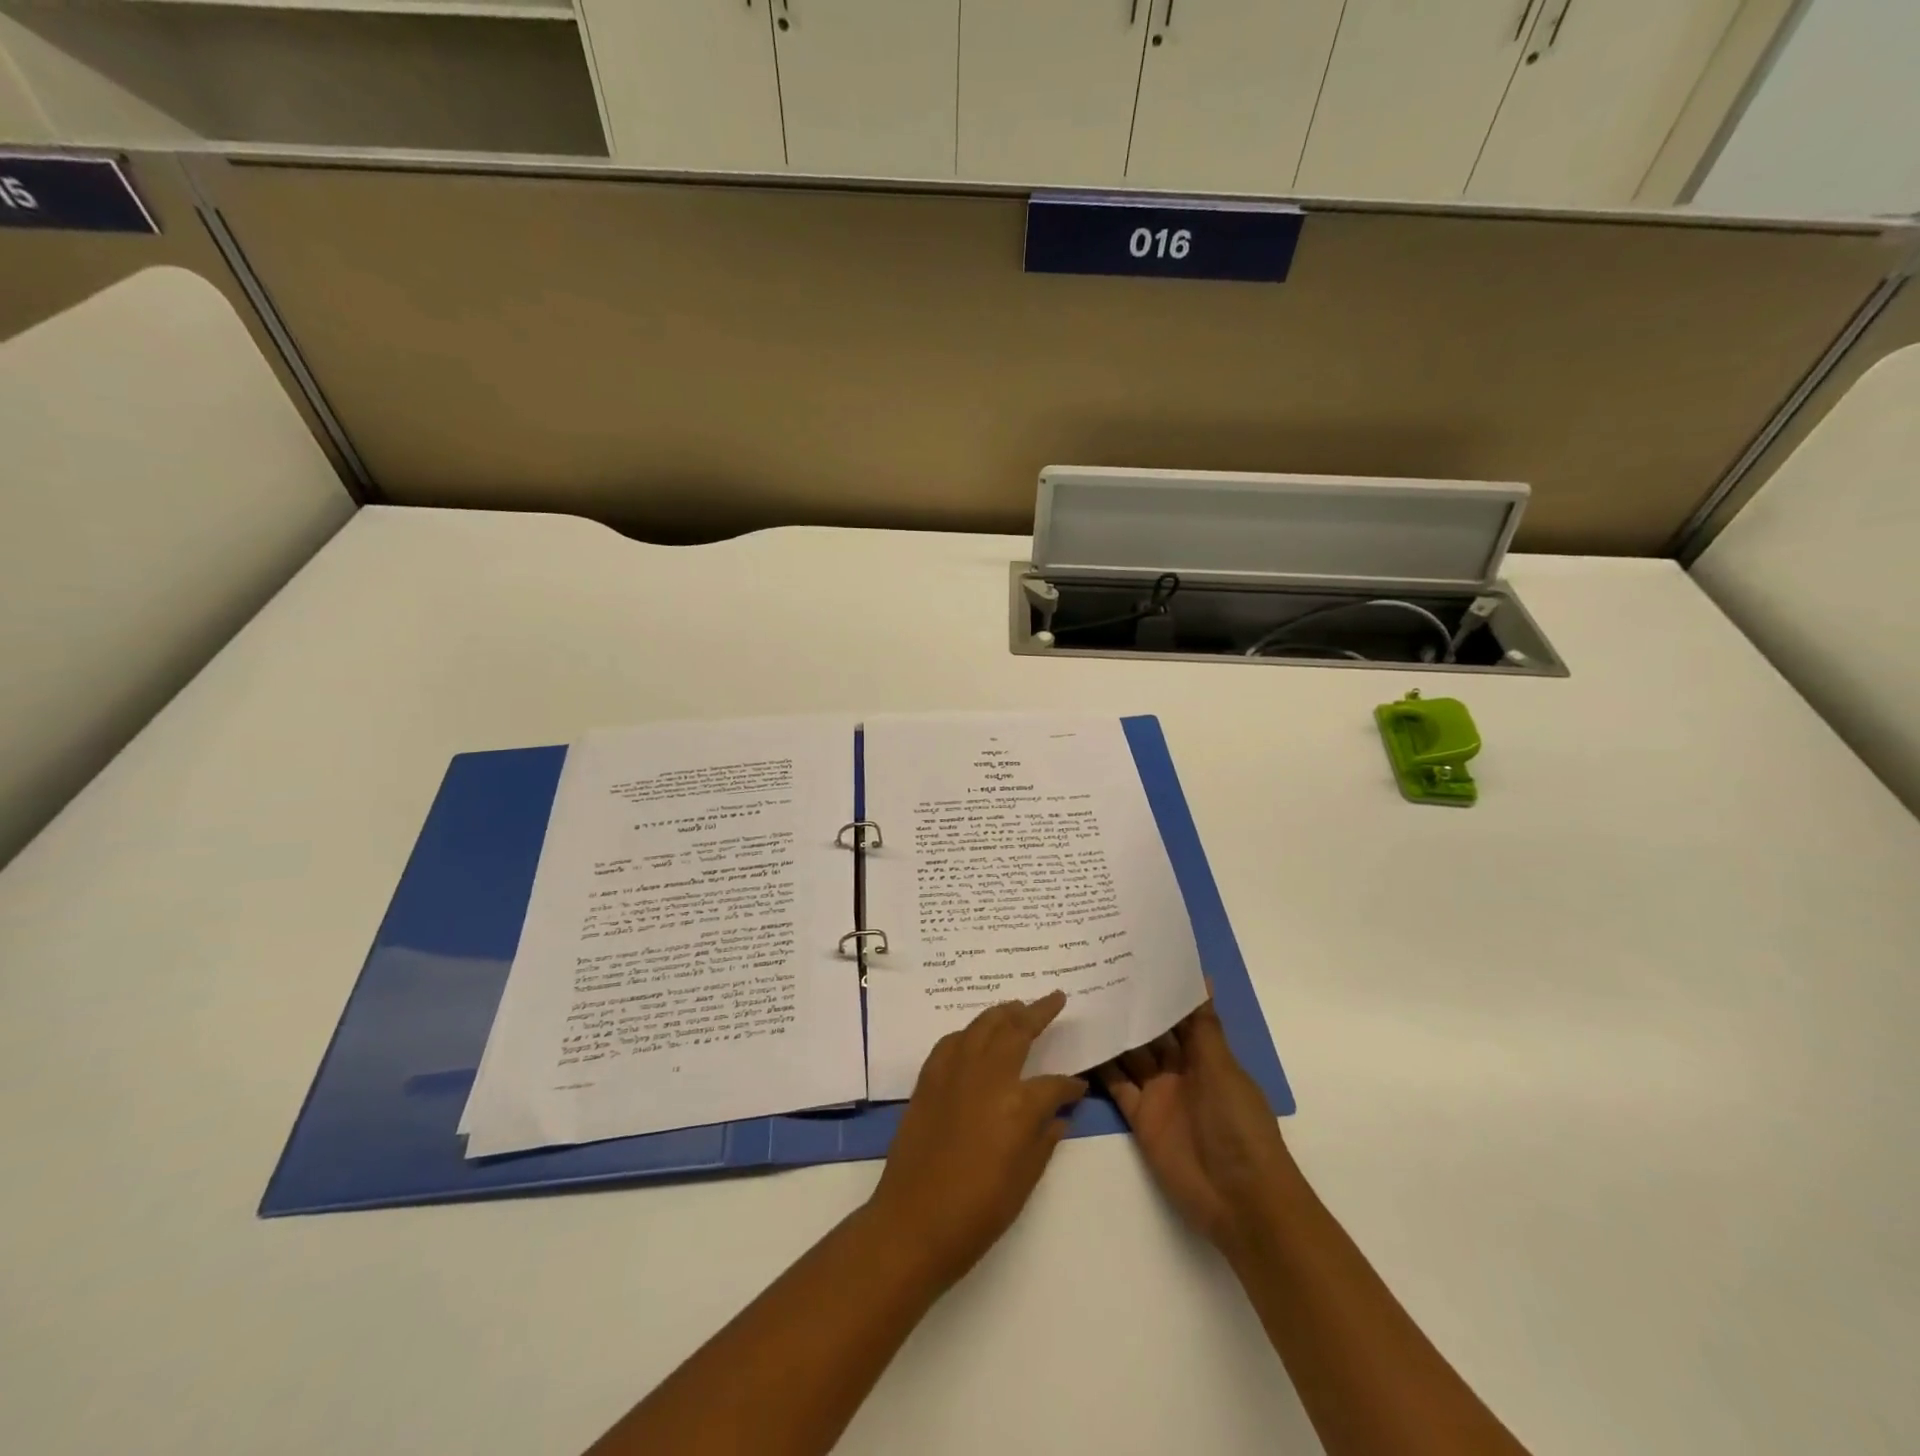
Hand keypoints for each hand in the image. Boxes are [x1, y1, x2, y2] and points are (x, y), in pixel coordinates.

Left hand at [866, 991, 1087, 1288]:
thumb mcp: (1024, 1180)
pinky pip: (952, 1042)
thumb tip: (1059, 1117)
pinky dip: (968, 1033)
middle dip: (1038, 1012)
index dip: (1069, 1086)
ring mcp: (954, 1072)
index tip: (1079, 1087)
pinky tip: (974, 1036)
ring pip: (982, 1026)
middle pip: (1016, 1030)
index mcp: (1018, 1103)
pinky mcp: (929, 1078)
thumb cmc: (978, 1211)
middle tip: (1053, 998)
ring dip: (1003, 1013)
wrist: (914, 1222)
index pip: (1054, 1084)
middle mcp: (987, 1075)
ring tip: (1017, 1006)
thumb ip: (1044, 1140)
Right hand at [1099, 989, 1295, 1259]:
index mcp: (1207, 1055)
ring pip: (1131, 1056)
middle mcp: (1182, 1070)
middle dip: (1132, 1009)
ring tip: (1081, 1001)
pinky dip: (1101, 1069)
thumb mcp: (1223, 1070)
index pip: (1181, 1015)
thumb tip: (1204, 977)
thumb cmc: (1239, 1125)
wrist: (1239, 1198)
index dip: (1161, 991)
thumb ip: (1205, 1027)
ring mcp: (1160, 1094)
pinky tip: (1081, 1044)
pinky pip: (1118, 1087)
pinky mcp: (1141, 1118)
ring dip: (1113, 1034)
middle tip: (1096, 973)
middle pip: (1153, 1034)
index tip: (1133, 959)